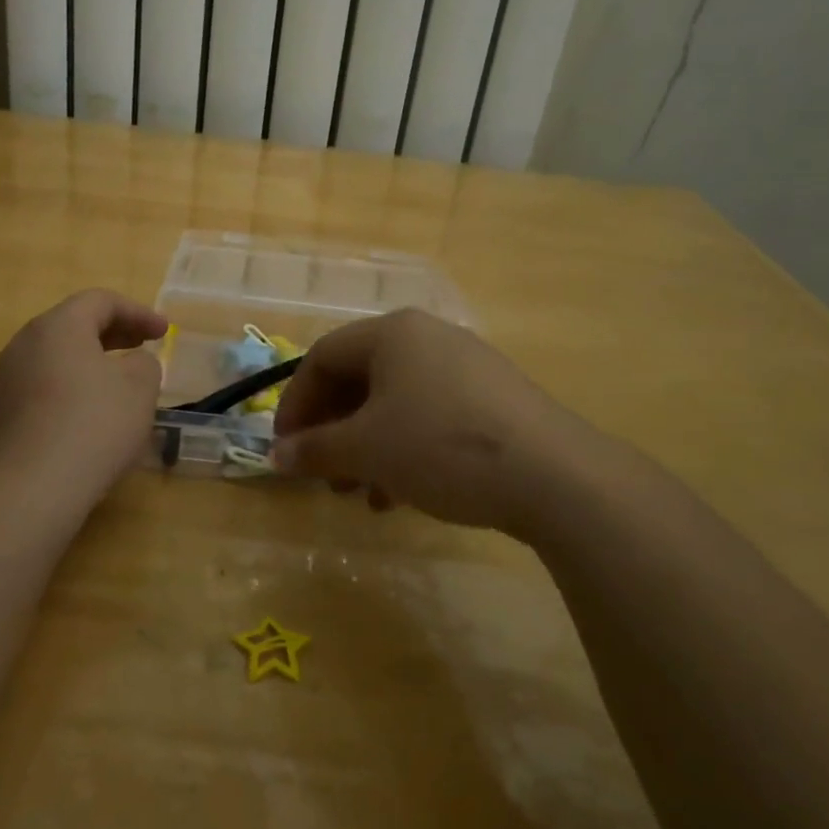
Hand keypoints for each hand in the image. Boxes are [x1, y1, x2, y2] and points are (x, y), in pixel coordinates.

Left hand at [0, 290, 167, 514]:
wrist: (29, 490)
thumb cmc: (93, 426)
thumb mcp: (139, 389)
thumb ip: (144, 364)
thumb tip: (131, 364)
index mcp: (58, 327)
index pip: (100, 301)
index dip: (138, 312)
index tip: (164, 332)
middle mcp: (23, 344)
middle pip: (72, 325)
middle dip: (113, 334)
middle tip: (141, 346)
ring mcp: (3, 380)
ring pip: (54, 358)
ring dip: (88, 363)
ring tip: (115, 384)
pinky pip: (39, 388)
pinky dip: (67, 390)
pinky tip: (85, 418)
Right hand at [273, 309, 609, 535]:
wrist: (553, 475)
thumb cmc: (441, 446)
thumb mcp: (367, 450)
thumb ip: (315, 449)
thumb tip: (275, 456)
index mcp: (392, 333)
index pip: (321, 358)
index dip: (294, 403)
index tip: (284, 448)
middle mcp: (428, 338)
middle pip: (359, 379)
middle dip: (333, 431)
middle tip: (323, 474)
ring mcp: (466, 367)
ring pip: (395, 402)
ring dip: (367, 447)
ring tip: (360, 493)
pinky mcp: (494, 400)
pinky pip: (430, 416)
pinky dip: (405, 450)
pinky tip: (403, 495)